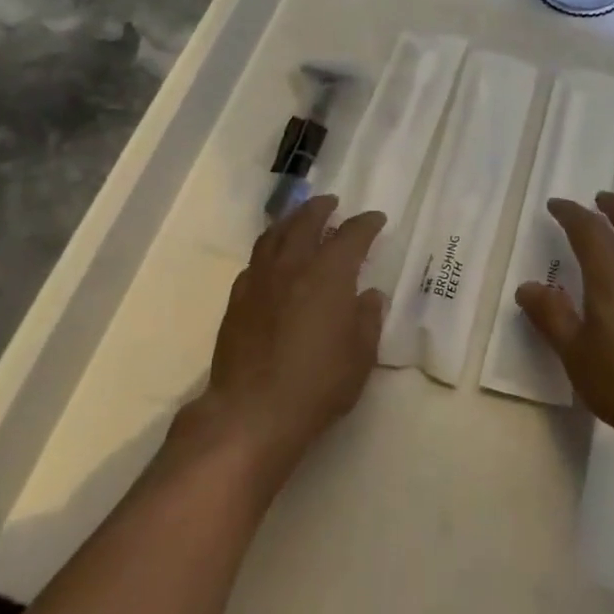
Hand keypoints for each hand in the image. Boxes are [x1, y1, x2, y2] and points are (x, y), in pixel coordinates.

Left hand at [179, 195, 386, 485]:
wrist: (252, 411)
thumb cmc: (318, 383)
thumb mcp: (360, 355)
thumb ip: (368, 318)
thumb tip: (370, 295)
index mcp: (329, 273)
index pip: (352, 235)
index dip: (366, 224)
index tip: (376, 219)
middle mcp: (294, 265)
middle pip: (306, 221)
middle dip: (321, 208)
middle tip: (331, 202)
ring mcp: (261, 280)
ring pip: (274, 235)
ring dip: (290, 220)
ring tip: (299, 219)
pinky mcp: (238, 299)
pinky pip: (255, 260)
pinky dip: (269, 250)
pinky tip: (272, 260)